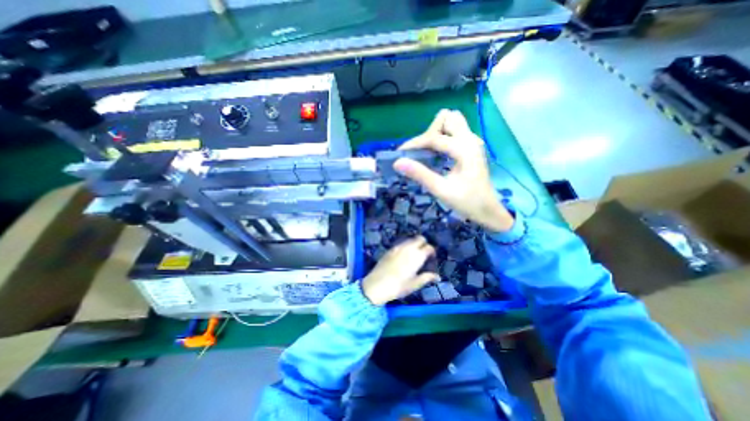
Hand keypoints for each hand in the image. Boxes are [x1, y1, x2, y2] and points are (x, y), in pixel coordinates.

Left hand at [362, 237, 440, 305]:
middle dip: (424, 243)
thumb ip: (427, 277)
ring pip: (410, 240)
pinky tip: (403, 256)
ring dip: (414, 244)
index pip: (429, 247)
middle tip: (424, 253)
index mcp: (417, 256)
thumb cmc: (399, 286)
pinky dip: (405, 246)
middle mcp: (408, 248)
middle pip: (420, 238)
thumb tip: (437, 276)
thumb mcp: (415, 284)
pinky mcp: (390, 249)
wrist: (377, 285)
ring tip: (414, 255)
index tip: (431, 257)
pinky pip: (401, 243)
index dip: (432, 251)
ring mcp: (398, 247)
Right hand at [392, 109, 515, 233]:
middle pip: (447, 118)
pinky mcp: (471, 147)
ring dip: (437, 132)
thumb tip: (398, 162)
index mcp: (464, 149)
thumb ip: (420, 174)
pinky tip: (437, 154)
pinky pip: (455, 131)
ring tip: (428, 152)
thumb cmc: (467, 202)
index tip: (400, 154)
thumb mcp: (441, 190)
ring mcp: (473, 142)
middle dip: (429, 132)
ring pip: (452, 122)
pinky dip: (442, 137)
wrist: (488, 210)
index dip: (414, 144)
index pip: (434, 137)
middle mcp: (470, 139)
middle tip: (420, 152)